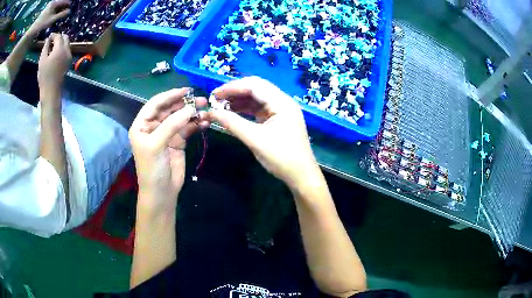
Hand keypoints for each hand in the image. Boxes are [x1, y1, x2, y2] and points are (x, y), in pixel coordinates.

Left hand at [28, 0, 70, 37]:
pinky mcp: (46, 9)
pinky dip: (55, 11)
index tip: (71, 8)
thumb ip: (61, 14)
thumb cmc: (42, 24)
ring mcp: (49, 5)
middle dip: (63, 7)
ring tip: (60, 15)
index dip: (68, 4)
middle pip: (61, 2)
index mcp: (55, 2)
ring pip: (57, 5)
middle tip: (65, 12)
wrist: (32, 29)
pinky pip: (53, 8)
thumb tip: (69, 11)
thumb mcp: (52, 19)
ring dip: (59, 9)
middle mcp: (53, 2)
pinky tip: (55, 16)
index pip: (65, 0)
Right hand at [38, 33, 71, 96]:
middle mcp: (67, 50)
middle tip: (52, 41)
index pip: (58, 36)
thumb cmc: (44, 75)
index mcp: (60, 48)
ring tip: (53, 48)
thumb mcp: (42, 59)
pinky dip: (62, 49)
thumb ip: (46, 47)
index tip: (49, 37)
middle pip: (65, 38)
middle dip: (59, 37)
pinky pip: (67, 50)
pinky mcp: (69, 62)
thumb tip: (48, 39)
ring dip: (61, 43)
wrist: (51, 90)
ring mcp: (69, 56)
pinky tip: (56, 54)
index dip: (54, 35)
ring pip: (67, 44)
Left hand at [129, 89, 207, 213]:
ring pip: (180, 117)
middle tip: (202, 99)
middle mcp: (154, 126)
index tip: (186, 90)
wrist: (161, 192)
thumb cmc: (152, 168)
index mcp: (142, 125)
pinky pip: (188, 128)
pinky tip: (205, 122)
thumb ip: (171, 125)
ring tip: (206, 109)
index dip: (169, 96)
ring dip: (192, 113)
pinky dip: (196, 124)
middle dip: (184, 103)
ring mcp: (167, 133)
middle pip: (169, 109)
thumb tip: (190, 109)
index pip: (155, 104)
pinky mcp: (178, 141)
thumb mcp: (156, 144)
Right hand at [206, 76, 320, 190]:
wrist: (301, 176)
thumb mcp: (255, 140)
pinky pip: (259, 109)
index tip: (214, 94)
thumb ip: (232, 123)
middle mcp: (283, 102)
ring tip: (221, 106)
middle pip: (256, 88)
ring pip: (257, 99)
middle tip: (216, 99)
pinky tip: (233, 113)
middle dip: (235, 92)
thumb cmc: (281, 158)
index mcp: (282, 103)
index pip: (254, 85)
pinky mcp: (278, 120)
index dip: (232, 87)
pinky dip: (245, 110)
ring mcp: (281, 111)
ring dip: (239, 100)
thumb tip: (211, 112)